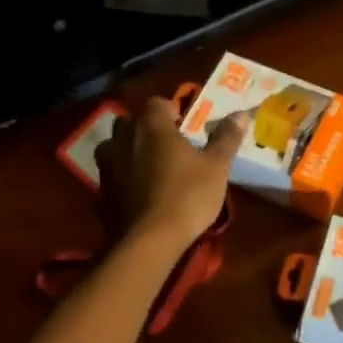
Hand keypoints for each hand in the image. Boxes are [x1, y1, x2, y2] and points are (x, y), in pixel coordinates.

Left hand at [96, 97, 246, 251]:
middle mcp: (123, 136)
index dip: (173, 111)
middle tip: (172, 148)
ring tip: (153, 169)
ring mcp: (107, 163)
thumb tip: (241, 113)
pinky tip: (140, 192)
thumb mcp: (217, 167)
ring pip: (118, 146)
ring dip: (132, 151)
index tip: (187, 128)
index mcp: (151, 124)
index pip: (159, 102)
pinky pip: (113, 173)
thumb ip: (226, 137)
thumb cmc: (188, 196)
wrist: (150, 240)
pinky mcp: (101, 190)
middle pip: (134, 122)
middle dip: (150, 130)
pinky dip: (124, 177)